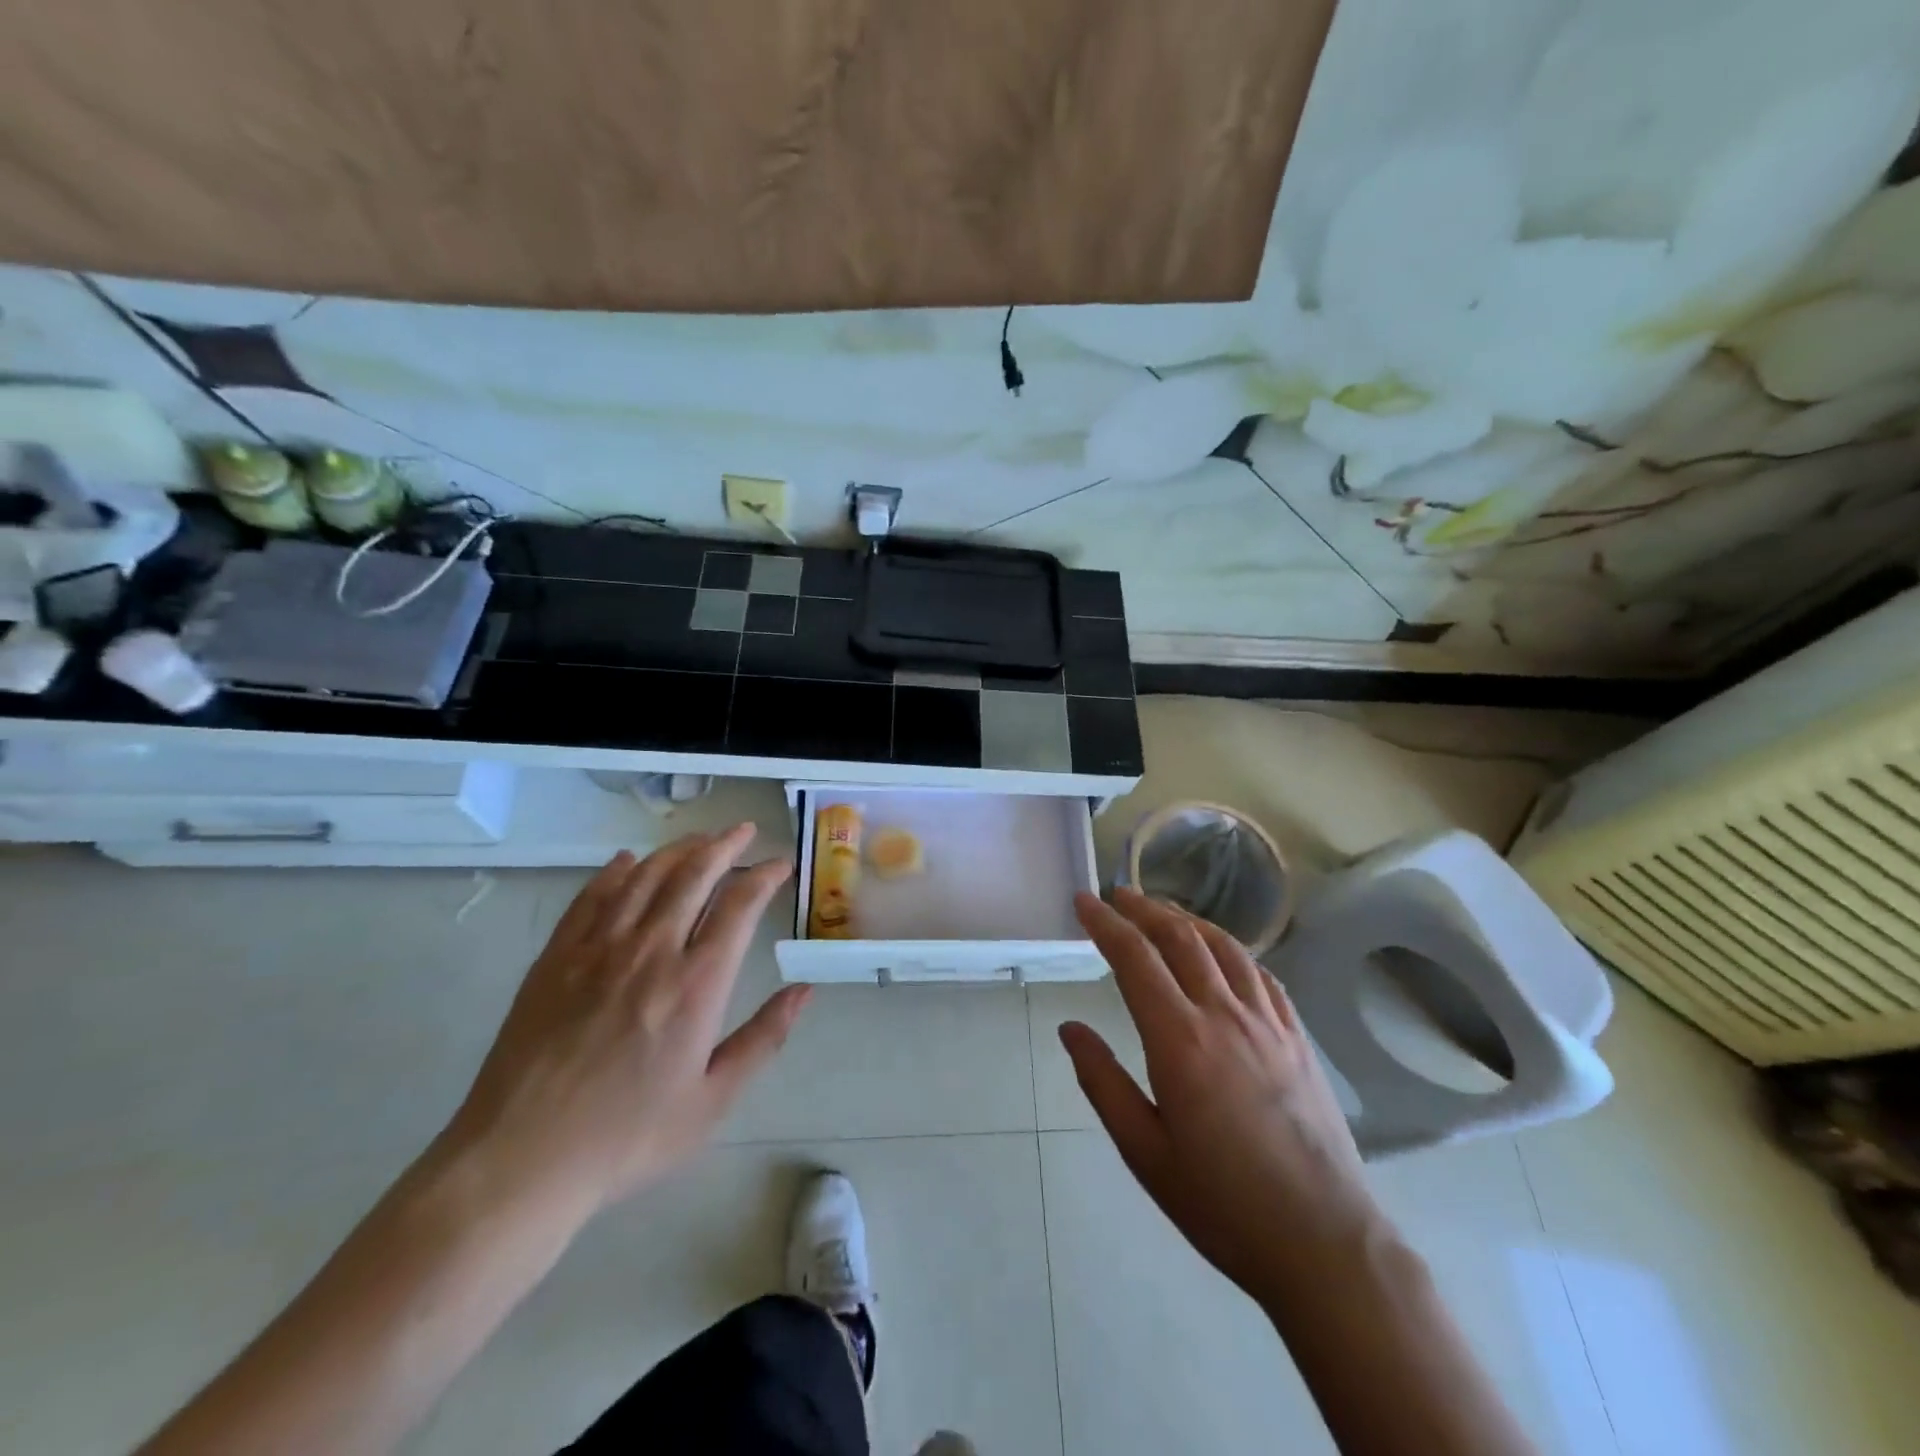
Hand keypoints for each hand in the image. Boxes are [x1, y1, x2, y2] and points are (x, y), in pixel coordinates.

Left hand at [445, 825, 806, 1215]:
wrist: (521, 1160)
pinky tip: (628, 861)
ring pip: (645, 876)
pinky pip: (591, 896)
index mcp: (697, 984)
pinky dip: (615, 871)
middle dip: (725, 845)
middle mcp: (652, 951)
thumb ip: (764, 1039)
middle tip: (744, 831)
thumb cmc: (627, 1136)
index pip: (739, 905)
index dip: (764, 875)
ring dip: (677, 850)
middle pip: (694, 875)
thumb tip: (804, 990)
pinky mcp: (556, 958)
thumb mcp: (713, 1101)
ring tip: (699, 839)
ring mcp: (598, 949)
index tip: (780, 863)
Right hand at [1061, 887, 1387, 1307]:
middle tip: (1117, 896)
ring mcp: (1268, 1023)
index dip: (1105, 924)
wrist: (1326, 1244)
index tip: (1083, 901)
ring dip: (1187, 919)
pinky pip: (1261, 974)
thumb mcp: (1145, 1153)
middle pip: (1180, 938)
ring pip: (1224, 946)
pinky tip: (1222, 952)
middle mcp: (1224, 1015)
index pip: (1135, 958)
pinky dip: (1231, 948)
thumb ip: (1103, 1082)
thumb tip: (1069, 1029)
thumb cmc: (1224, 1205)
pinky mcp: (1298, 1038)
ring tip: (1162, 911)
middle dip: (1144, 908)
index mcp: (1180, 1041)